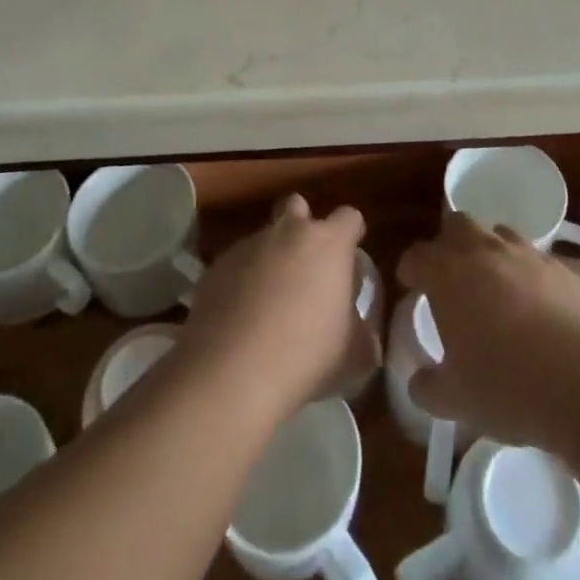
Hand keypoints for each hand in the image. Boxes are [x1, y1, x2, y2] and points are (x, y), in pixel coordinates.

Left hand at [180, 196, 372, 420]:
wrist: (231, 373)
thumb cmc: (306, 355)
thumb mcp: (353, 355)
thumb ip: (363, 337)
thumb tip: (364, 338)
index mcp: (328, 243)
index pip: (349, 217)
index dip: (352, 234)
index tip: (350, 258)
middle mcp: (287, 232)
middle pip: (298, 206)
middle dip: (303, 226)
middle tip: (306, 266)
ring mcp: (247, 246)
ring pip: (264, 238)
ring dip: (270, 258)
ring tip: (269, 302)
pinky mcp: (215, 267)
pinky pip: (235, 265)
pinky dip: (241, 282)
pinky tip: (240, 318)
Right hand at [398, 211, 579, 456]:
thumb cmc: (511, 388)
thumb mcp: (458, 402)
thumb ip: (429, 387)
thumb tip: (420, 381)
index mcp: (448, 274)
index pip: (417, 256)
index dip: (410, 270)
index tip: (410, 286)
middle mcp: (484, 251)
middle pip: (457, 225)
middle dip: (449, 245)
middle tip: (450, 279)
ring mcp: (526, 253)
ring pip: (498, 234)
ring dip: (489, 253)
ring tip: (493, 289)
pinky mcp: (563, 266)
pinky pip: (534, 258)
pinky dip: (526, 273)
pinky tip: (535, 307)